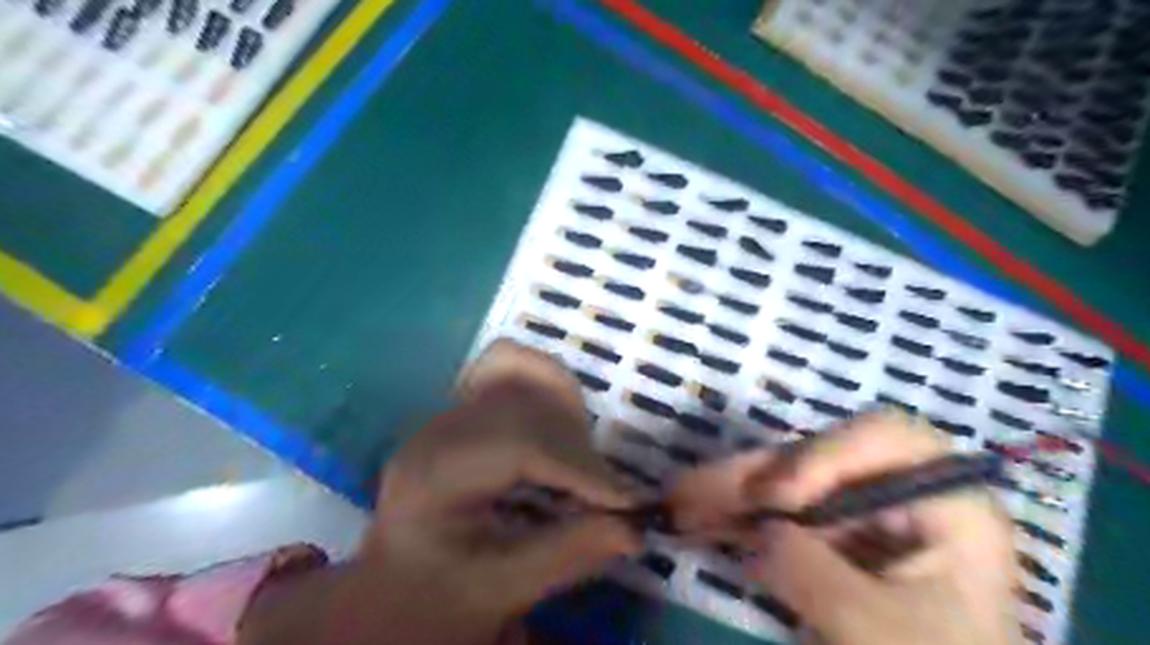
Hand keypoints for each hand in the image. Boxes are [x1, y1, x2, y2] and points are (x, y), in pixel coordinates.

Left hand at [243, 346, 638, 644]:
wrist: (390, 591)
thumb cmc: (435, 598)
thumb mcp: (501, 591)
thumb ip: (568, 555)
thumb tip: (634, 529)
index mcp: (433, 474)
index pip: (519, 444)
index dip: (579, 467)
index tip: (625, 501)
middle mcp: (438, 429)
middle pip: (526, 407)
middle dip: (577, 448)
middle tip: (603, 496)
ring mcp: (447, 411)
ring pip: (520, 373)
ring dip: (563, 412)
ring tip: (577, 465)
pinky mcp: (461, 409)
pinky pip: (508, 369)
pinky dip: (543, 386)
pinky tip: (556, 426)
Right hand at [671, 412, 1018, 644]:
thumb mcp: (885, 632)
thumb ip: (817, 576)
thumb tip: (759, 532)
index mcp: (944, 500)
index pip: (883, 439)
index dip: (824, 455)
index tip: (778, 499)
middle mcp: (896, 492)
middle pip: (815, 460)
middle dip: (749, 476)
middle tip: (689, 491)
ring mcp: (858, 513)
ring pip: (785, 484)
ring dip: (730, 494)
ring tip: (678, 504)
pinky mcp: (829, 537)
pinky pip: (776, 516)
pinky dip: (737, 519)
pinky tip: (699, 522)